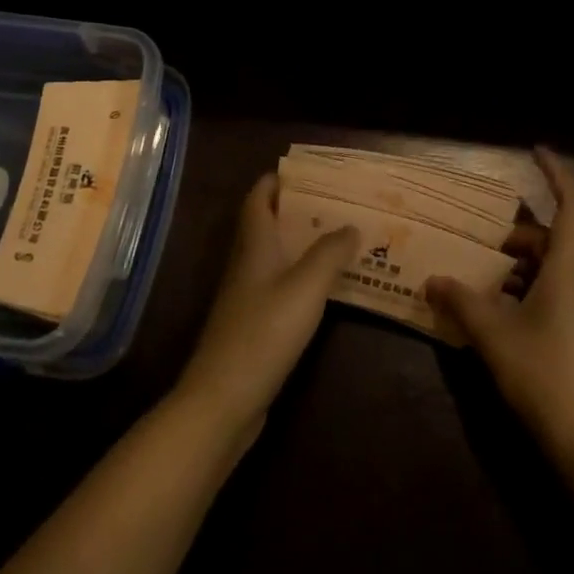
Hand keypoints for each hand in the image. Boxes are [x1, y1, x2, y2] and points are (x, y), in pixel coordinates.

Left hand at [176, 174, 357, 438]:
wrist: (223, 400)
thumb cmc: (264, 332)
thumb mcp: (306, 286)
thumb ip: (330, 253)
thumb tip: (351, 225)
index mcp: (254, 245)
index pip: (259, 197)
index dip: (278, 180)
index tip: (310, 172)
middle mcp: (247, 264)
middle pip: (268, 224)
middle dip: (299, 210)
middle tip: (338, 203)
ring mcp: (247, 296)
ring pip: (276, 255)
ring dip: (303, 243)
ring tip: (341, 237)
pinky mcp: (254, 325)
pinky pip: (280, 286)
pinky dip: (302, 276)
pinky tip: (327, 286)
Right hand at [427, 149, 573, 469]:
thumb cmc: (547, 375)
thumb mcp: (495, 336)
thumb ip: (463, 303)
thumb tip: (433, 279)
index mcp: (567, 270)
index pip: (572, 207)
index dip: (557, 175)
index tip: (536, 150)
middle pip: (550, 240)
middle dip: (515, 231)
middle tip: (476, 232)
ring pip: (546, 269)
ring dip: (513, 264)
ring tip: (473, 268)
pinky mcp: (573, 335)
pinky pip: (544, 294)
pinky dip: (517, 290)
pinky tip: (488, 308)